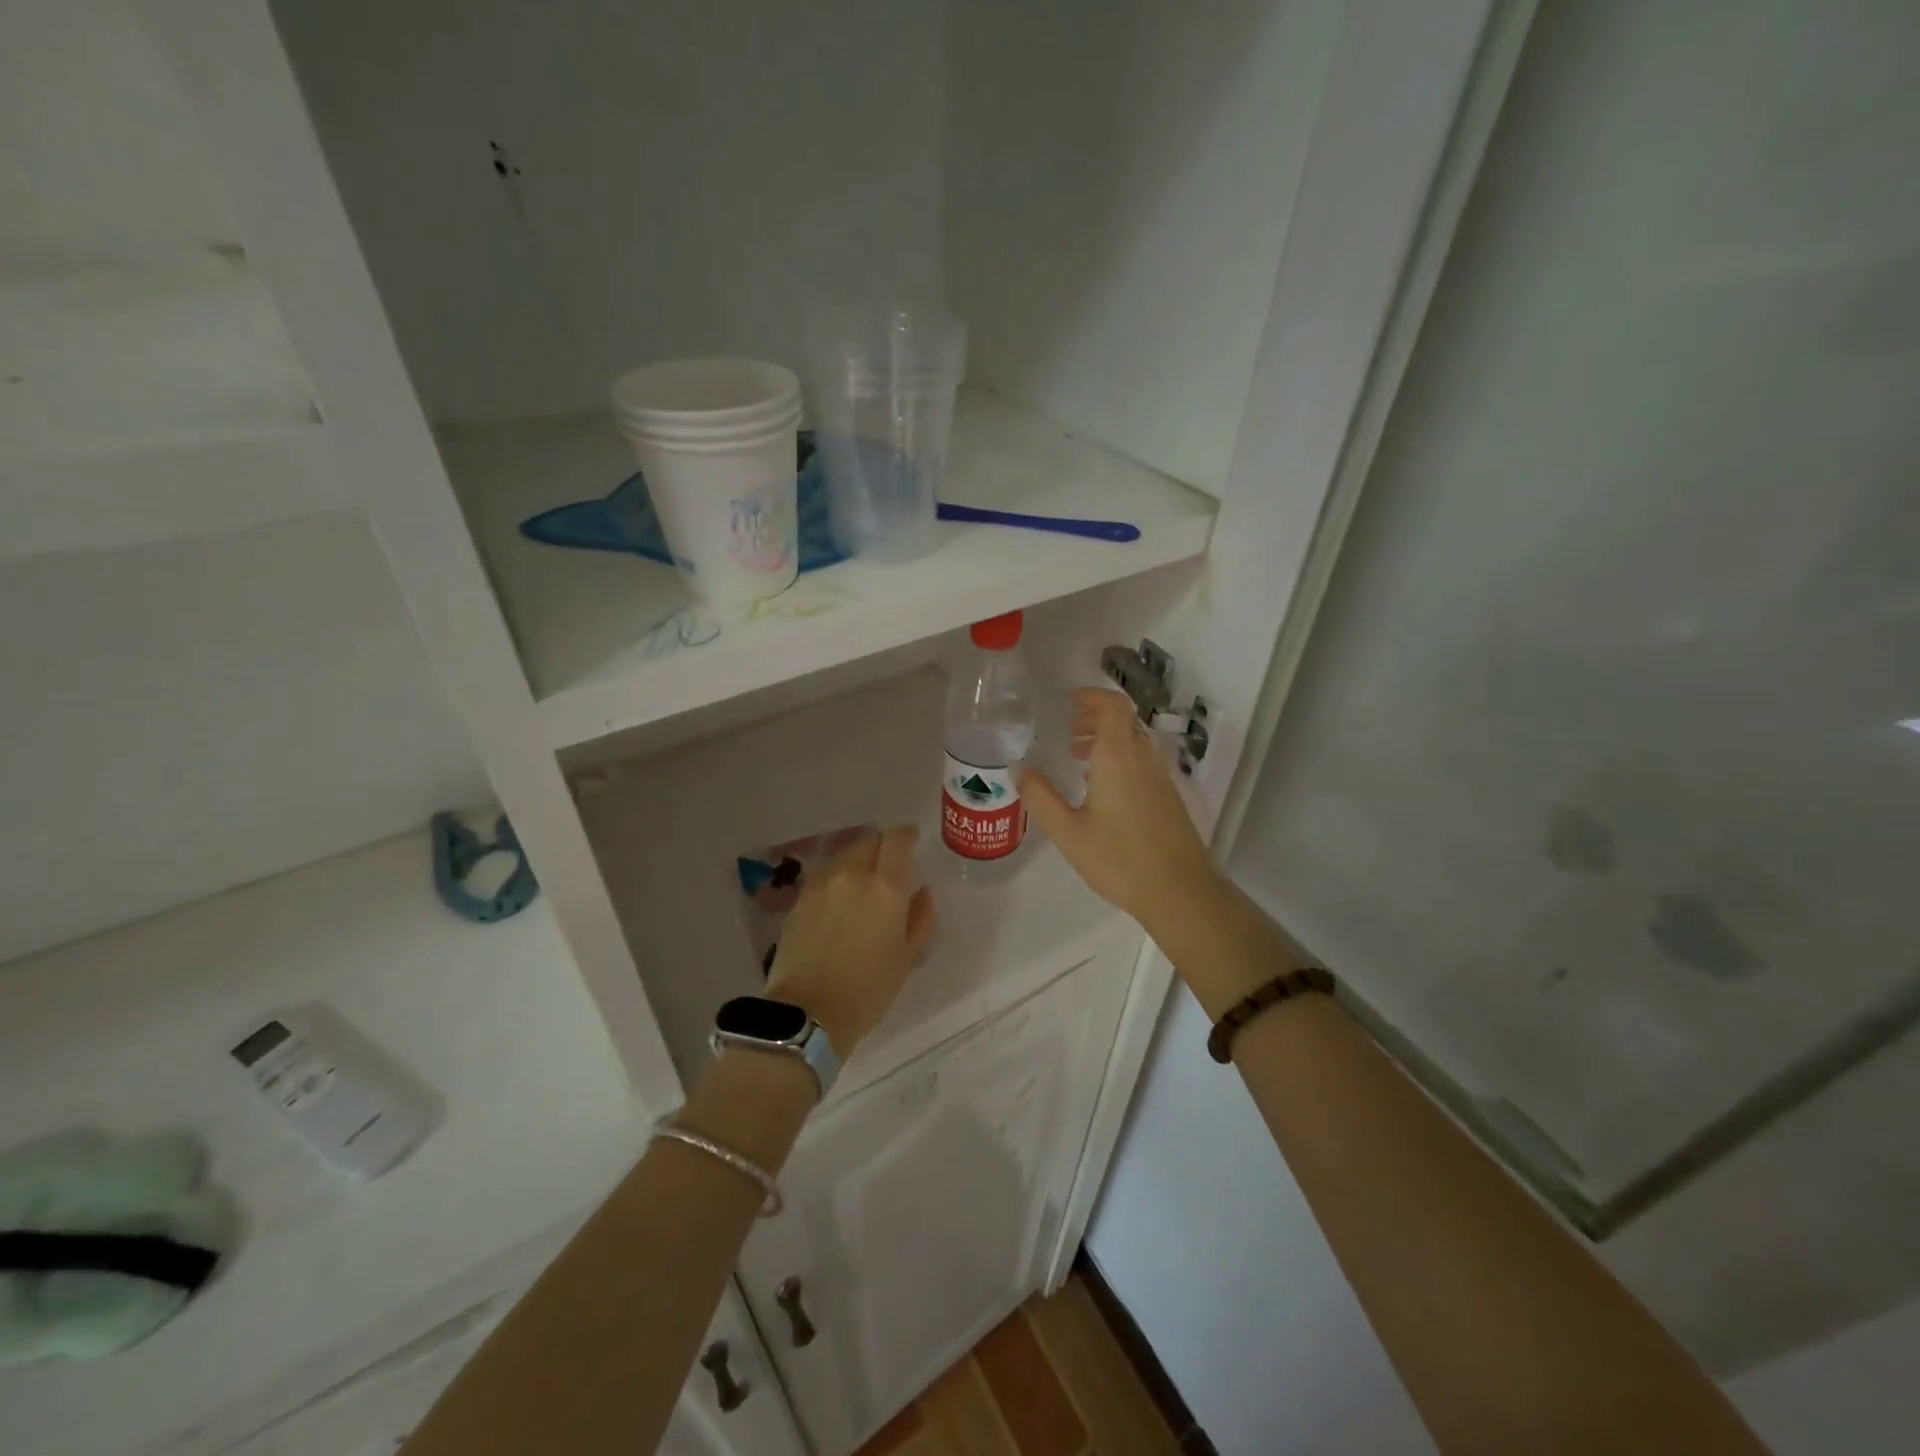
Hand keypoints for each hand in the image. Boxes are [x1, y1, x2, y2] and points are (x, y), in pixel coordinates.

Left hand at [766, 826, 934, 1054]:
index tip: (912, 840)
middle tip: (888, 864)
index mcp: (886, 887)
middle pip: (868, 840)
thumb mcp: (907, 957)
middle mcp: (852, 874)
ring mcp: (821, 884)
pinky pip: (824, 874)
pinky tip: (839, 897)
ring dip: (857, 859)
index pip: (898, 840)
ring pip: (844, 855)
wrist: (807, 1012)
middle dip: (881, 846)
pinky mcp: (799, 899)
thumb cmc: (868, 989)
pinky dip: (836, 877)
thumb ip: (920, 917)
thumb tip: (922, 891)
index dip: (907, 835)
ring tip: (862, 881)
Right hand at [1021, 689, 1221, 931]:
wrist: (1180, 891)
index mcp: (1118, 757)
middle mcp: (1143, 758)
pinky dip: (1119, 759)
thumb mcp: (1068, 832)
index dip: (1092, 696)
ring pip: (1133, 742)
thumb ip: (1042, 798)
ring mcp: (1160, 777)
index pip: (1113, 705)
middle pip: (1123, 721)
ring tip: (1076, 756)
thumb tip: (1022, 771)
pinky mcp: (1168, 796)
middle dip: (1094, 718)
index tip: (1069, 702)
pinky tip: (1100, 789)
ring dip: (1106, 740)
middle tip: (1067, 729)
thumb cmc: (1119, 859)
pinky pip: (1141, 762)